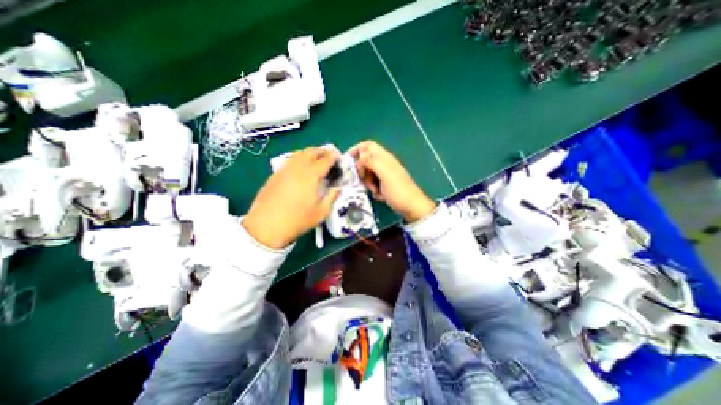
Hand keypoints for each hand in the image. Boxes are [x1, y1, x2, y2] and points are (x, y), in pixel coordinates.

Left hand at [244, 147, 341, 248]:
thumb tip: (338, 188)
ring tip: (315, 159)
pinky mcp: (275, 175)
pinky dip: (298, 159)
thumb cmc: (297, 220)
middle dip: (321, 151)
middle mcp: (297, 168)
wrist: (266, 226)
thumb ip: (332, 197)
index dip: (333, 156)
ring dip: (309, 153)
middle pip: (310, 152)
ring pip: (298, 154)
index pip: (325, 160)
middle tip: (328, 155)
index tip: (338, 156)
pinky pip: (289, 161)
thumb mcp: (321, 212)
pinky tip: (300, 169)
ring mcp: (284, 170)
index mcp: (311, 175)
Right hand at [348, 141, 432, 223]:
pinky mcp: (385, 184)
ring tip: (375, 190)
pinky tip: (380, 195)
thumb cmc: (399, 191)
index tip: (347, 161)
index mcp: (385, 158)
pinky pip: (373, 183)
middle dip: (361, 171)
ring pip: (368, 173)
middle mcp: (384, 164)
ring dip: (367, 182)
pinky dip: (373, 189)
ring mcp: (384, 175)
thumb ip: (372, 162)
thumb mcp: (385, 175)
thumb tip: (360, 156)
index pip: (368, 146)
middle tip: (364, 181)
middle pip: (365, 161)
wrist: (412, 207)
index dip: (356, 150)